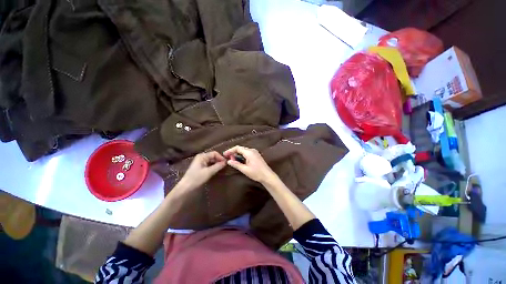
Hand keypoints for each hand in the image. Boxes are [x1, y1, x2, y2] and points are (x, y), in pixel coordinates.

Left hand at [177, 151, 226, 190]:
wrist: (186, 187)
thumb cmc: (197, 178)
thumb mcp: (209, 172)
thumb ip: (218, 166)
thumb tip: (226, 162)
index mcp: (202, 156)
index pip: (215, 153)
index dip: (221, 157)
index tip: (226, 163)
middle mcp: (201, 157)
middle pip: (213, 156)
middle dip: (219, 160)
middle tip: (225, 166)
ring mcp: (200, 162)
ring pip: (211, 160)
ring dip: (217, 163)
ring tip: (222, 168)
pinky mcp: (200, 167)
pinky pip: (209, 164)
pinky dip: (213, 166)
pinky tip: (216, 170)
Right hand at [223, 146, 276, 183]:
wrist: (267, 176)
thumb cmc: (256, 173)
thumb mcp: (245, 170)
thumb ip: (236, 164)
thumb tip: (228, 161)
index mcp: (249, 152)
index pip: (237, 148)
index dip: (230, 150)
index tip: (224, 155)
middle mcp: (252, 150)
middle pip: (240, 148)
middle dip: (233, 152)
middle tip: (227, 158)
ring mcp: (255, 152)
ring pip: (244, 151)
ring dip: (237, 154)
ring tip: (232, 160)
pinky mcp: (256, 155)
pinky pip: (247, 153)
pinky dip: (242, 156)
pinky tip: (239, 161)